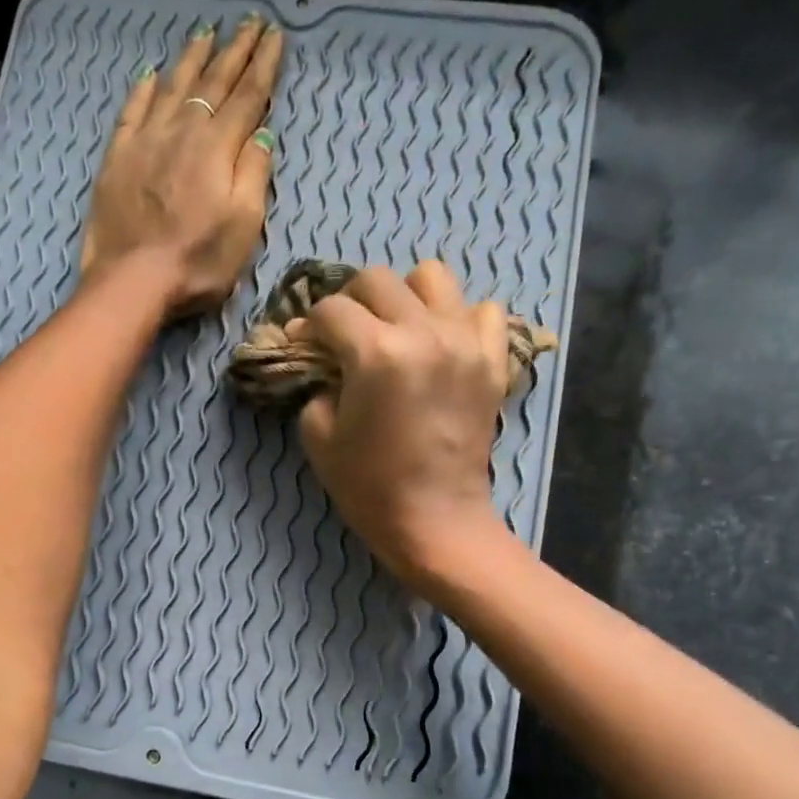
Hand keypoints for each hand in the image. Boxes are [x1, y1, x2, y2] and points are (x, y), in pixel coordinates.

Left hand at [81, 16, 284, 317]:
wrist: (132, 281)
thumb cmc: (196, 263)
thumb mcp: (243, 227)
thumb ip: (253, 175)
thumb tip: (262, 134)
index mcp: (217, 148)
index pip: (247, 97)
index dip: (263, 66)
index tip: (276, 36)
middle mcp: (182, 131)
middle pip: (212, 82)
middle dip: (235, 50)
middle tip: (250, 22)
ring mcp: (146, 140)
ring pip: (172, 86)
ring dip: (192, 57)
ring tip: (206, 32)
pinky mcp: (118, 157)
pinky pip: (133, 110)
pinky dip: (144, 88)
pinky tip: (151, 73)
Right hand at [297, 262, 514, 592]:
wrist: (436, 521)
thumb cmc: (370, 487)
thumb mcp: (318, 437)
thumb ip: (315, 384)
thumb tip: (321, 357)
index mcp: (375, 353)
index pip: (331, 309)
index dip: (310, 325)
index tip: (305, 344)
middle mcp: (423, 333)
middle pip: (377, 280)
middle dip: (351, 302)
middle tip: (346, 335)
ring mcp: (465, 342)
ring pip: (432, 277)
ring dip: (405, 296)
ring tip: (397, 328)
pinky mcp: (492, 361)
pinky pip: (483, 310)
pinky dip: (458, 318)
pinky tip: (442, 343)